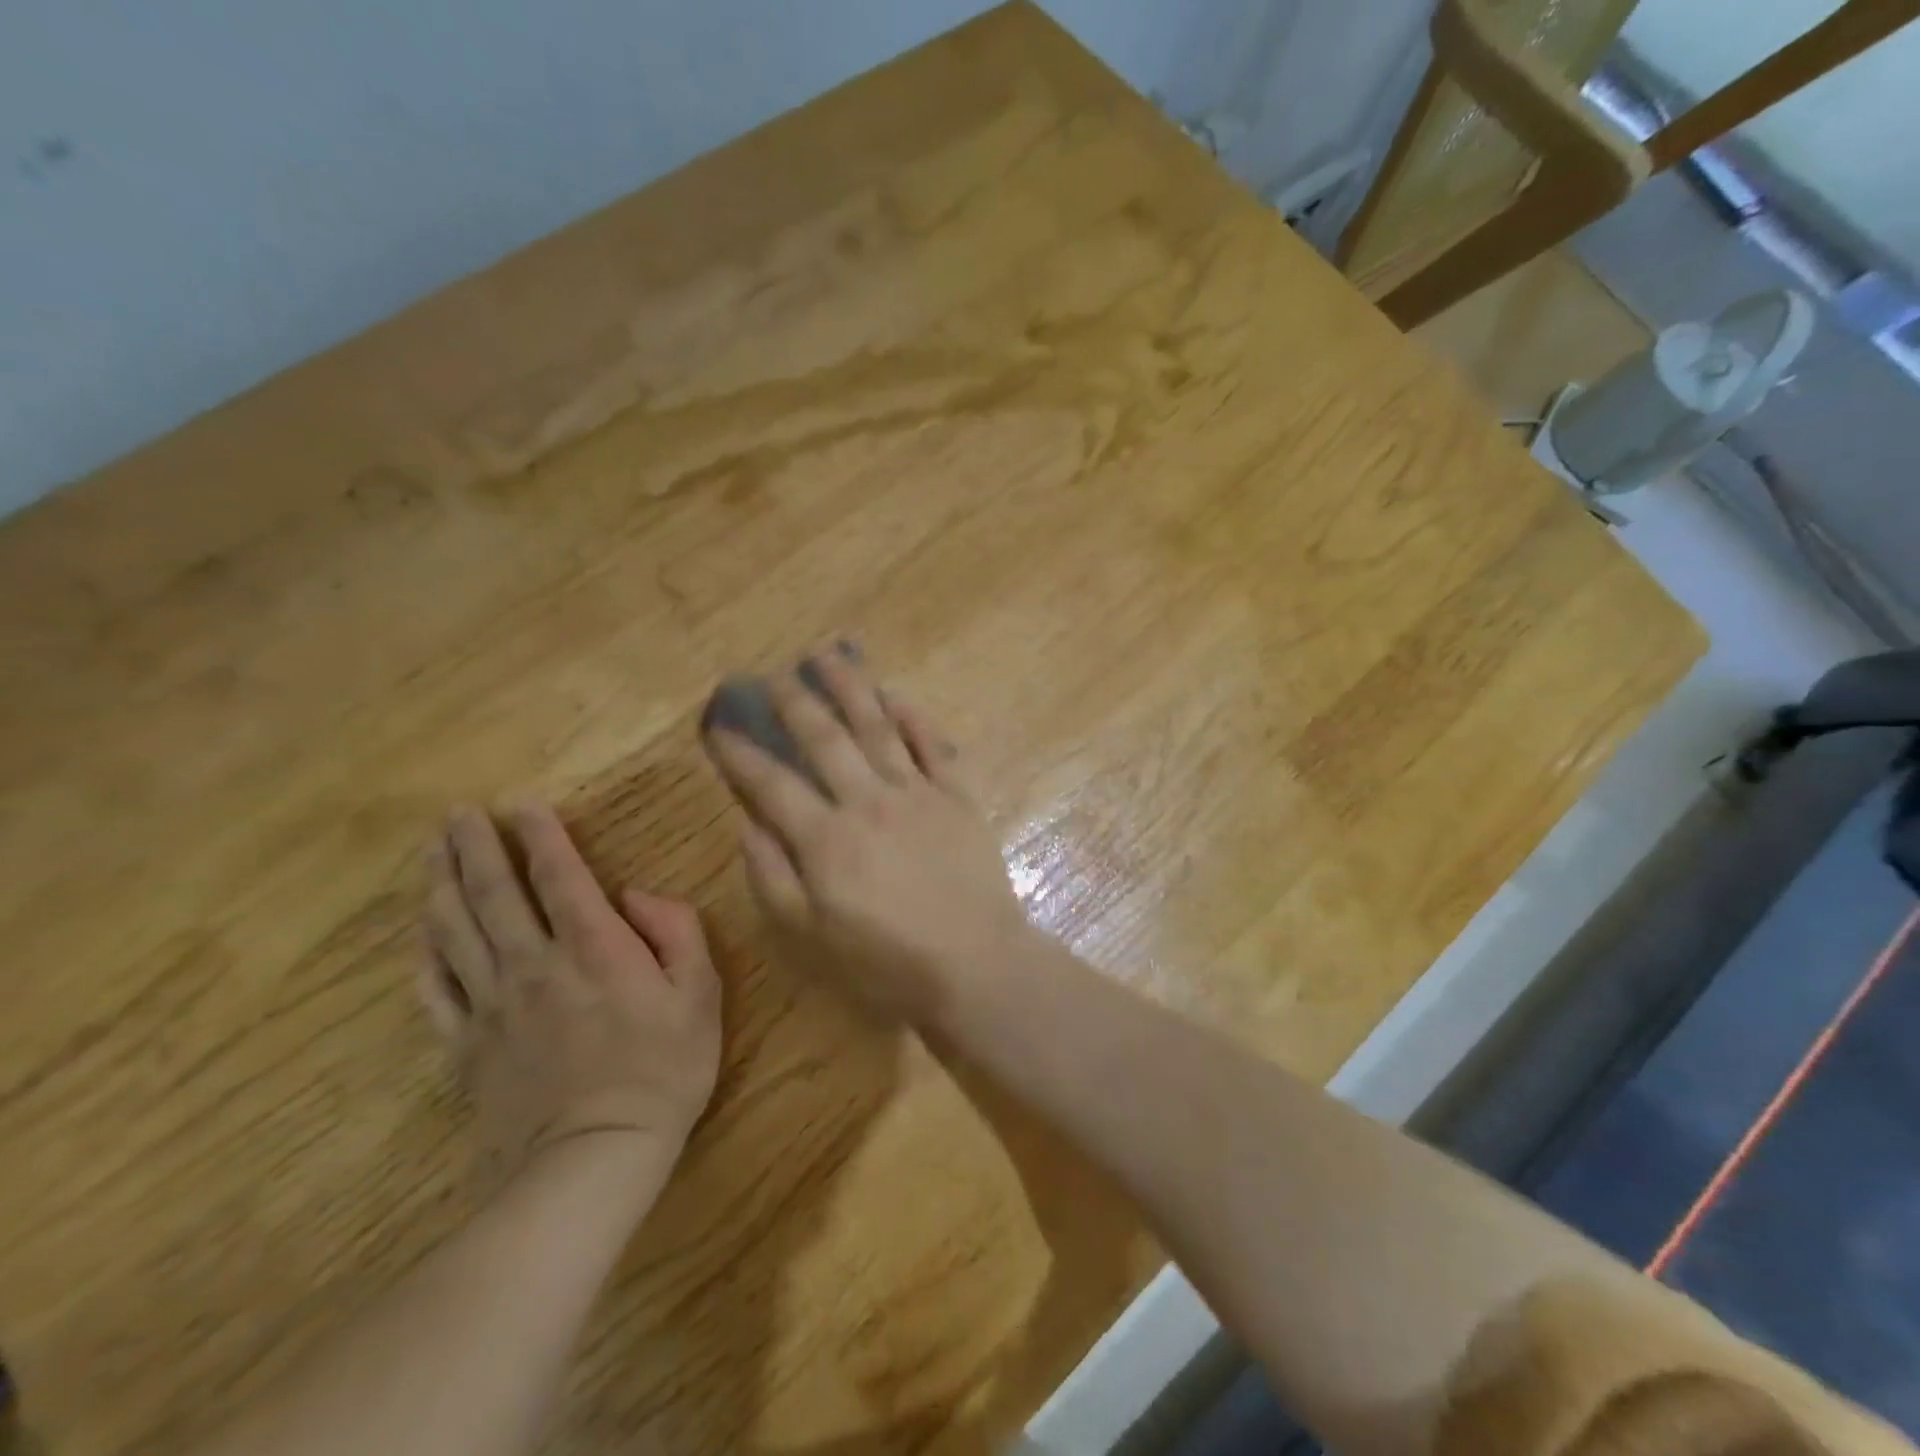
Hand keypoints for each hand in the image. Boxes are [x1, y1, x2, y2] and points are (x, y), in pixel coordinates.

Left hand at [421, 803, 721, 1190]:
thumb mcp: (701, 993)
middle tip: (457, 812)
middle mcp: (534, 962)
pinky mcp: (467, 1044)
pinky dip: (425, 953)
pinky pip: (436, 989)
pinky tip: (421, 930)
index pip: (558, 874)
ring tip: (431, 850)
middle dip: (475, 846)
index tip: (520, 802)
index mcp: (593, 946)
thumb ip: (677, 931)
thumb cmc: (663, 1069)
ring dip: (442, 883)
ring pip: (456, 930)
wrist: (595, 1156)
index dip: (538, 833)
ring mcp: (492, 1004)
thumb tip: (636, 896)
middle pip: (494, 892)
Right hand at [702, 648, 1031, 1023]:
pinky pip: (935, 745)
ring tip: (828, 656)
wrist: (975, 965)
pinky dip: (914, 717)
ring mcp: (918, 793)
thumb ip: (773, 877)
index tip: (718, 727)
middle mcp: (869, 801)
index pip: (772, 784)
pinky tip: (896, 695)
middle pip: (825, 738)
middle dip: (794, 702)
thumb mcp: (810, 938)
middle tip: (772, 675)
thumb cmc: (887, 961)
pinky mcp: (958, 797)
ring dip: (851, 688)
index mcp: (827, 838)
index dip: (740, 754)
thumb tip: (749, 823)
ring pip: (878, 727)